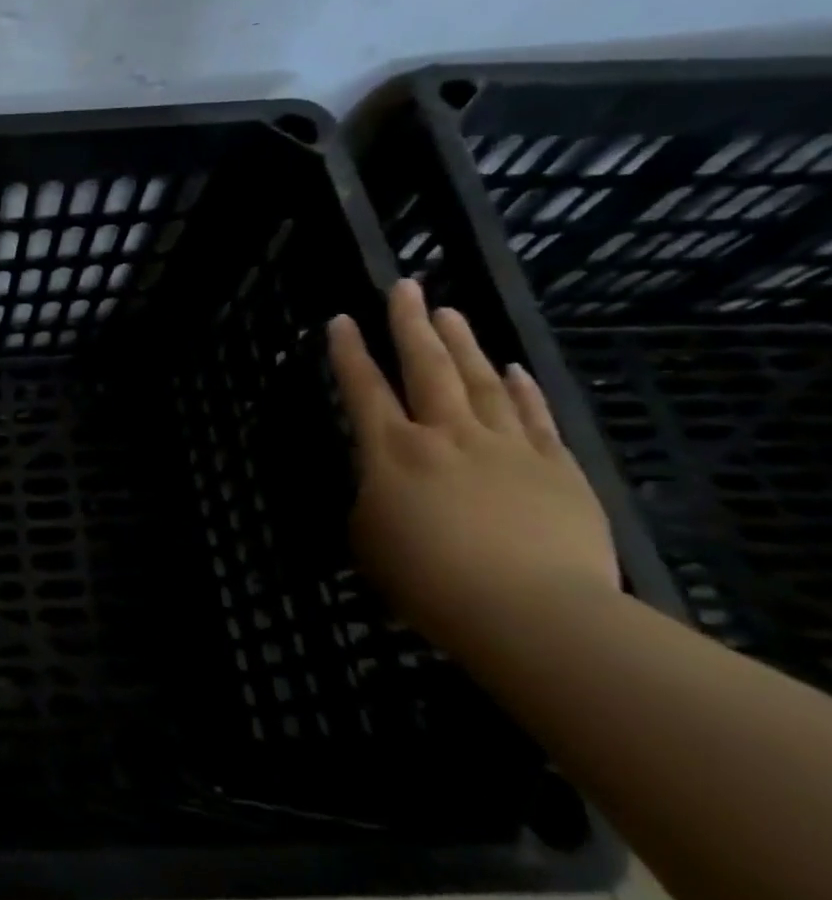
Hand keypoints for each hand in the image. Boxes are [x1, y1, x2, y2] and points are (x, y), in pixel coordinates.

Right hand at [327, 279, 619, 652]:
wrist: (532, 612)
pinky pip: (535, 417)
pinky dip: (524, 388)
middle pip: (426, 366)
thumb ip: (371, 503)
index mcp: (391, 452)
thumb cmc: (429, 580)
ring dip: (463, 342)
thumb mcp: (369, 541)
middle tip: (404, 286)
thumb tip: (382, 490)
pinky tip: (516, 367)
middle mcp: (445, 434)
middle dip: (410, 323)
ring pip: (482, 380)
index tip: (341, 320)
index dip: (349, 353)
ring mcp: (506, 447)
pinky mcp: (557, 468)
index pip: (363, 389)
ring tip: (451, 311)